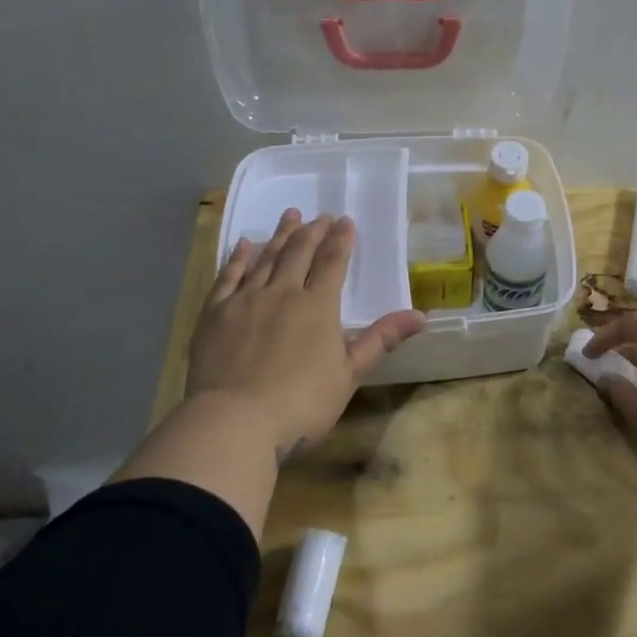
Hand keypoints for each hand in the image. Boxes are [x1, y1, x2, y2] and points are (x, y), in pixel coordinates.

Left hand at [187, 209, 425, 459]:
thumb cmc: (301, 403)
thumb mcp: (349, 375)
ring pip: (266, 258)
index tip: (345, 220)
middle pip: (299, 253)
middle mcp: (283, 292)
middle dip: (312, 232)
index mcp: (318, 306)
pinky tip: (245, 245)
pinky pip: (228, 276)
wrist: (234, 421)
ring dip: (280, 235)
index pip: (333, 263)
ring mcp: (246, 300)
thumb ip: (381, 340)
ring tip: (290, 215)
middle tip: (320, 215)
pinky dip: (239, 258)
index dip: (341, 240)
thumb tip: (421, 315)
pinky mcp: (215, 313)